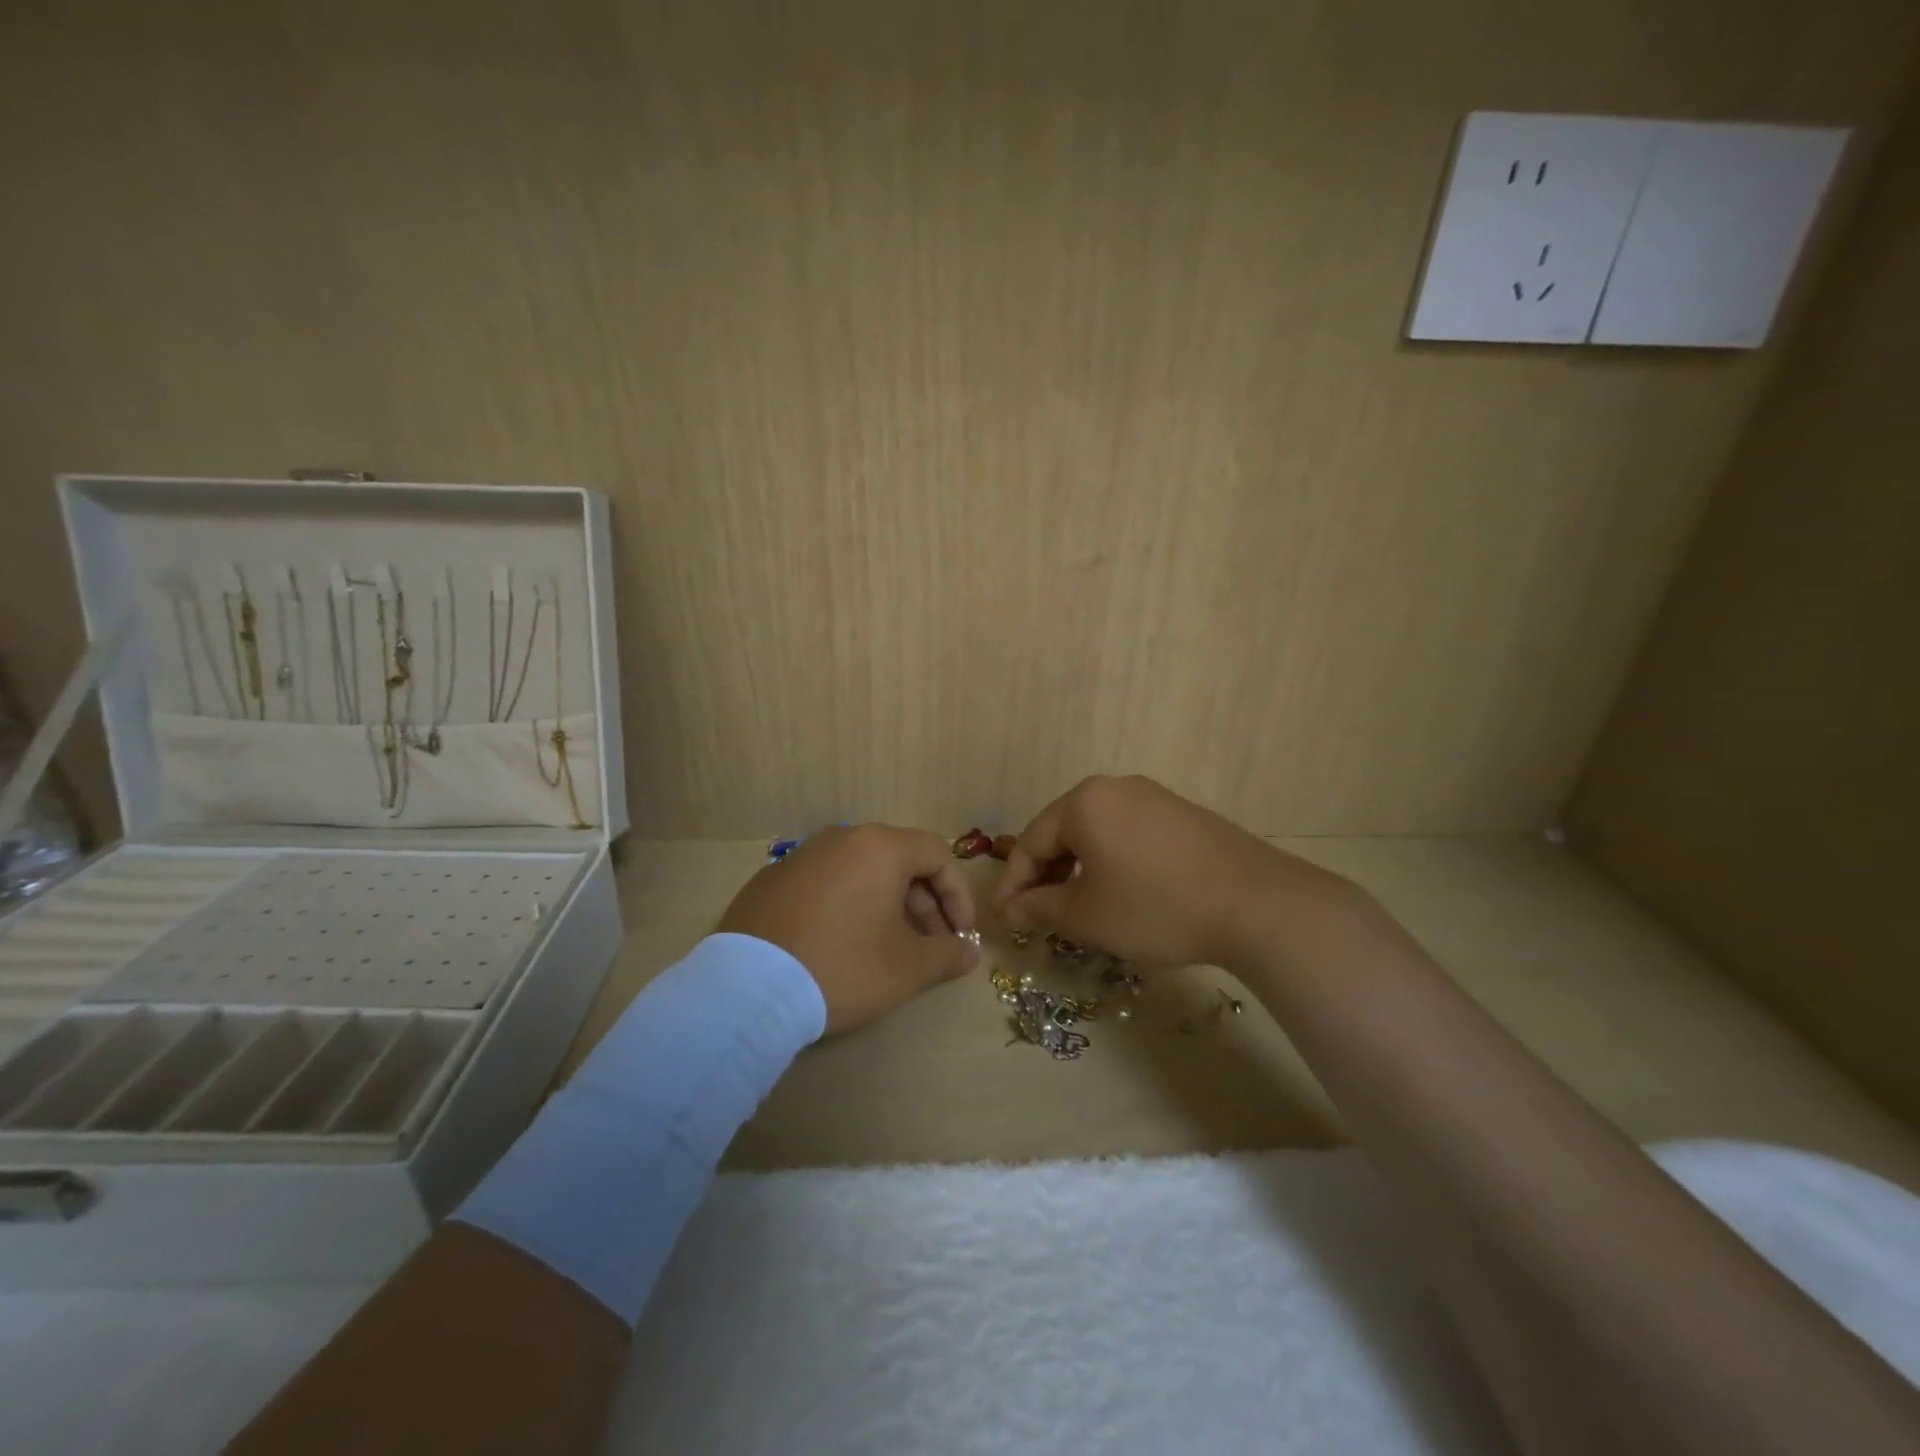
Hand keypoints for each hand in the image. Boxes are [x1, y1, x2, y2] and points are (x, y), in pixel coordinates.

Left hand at [717, 824, 979, 1033]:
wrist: (748, 989)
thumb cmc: (843, 967)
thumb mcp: (907, 968)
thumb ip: (947, 954)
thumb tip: (968, 953)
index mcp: (879, 847)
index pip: (937, 854)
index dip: (958, 894)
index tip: (960, 934)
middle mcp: (840, 839)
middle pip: (898, 860)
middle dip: (923, 902)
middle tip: (929, 944)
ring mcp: (800, 856)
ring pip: (859, 871)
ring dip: (885, 903)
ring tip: (887, 946)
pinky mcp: (770, 880)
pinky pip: (824, 884)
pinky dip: (845, 905)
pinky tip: (839, 944)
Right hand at [995, 775, 1345, 968]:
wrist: (1255, 903)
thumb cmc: (1154, 906)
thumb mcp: (1087, 915)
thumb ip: (1039, 909)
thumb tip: (1009, 910)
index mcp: (1084, 802)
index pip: (1031, 842)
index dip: (1013, 884)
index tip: (1005, 920)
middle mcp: (1115, 788)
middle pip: (1063, 832)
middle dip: (1046, 876)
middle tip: (1039, 917)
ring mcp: (1154, 798)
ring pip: (1098, 834)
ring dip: (1079, 871)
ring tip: (1079, 909)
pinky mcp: (1183, 815)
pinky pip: (1130, 836)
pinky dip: (1113, 864)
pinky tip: (1123, 895)